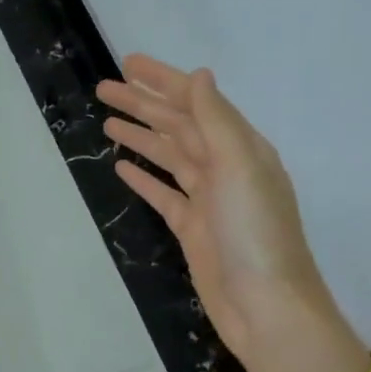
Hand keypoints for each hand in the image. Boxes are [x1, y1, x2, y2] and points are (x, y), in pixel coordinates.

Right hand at [98, 56, 364, 371]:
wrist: (266, 308)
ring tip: (107, 120)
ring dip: (140, 136)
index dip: (162, 81)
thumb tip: (199, 76)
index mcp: (241, 147)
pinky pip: (164, 194)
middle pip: (178, 126)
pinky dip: (144, 178)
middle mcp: (225, 168)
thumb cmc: (255, 233)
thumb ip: (217, 120)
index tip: (128, 64)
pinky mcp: (193, 229)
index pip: (196, 102)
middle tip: (103, 88)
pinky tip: (121, 166)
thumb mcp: (239, 167)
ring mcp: (208, 200)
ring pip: (168, 157)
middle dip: (143, 104)